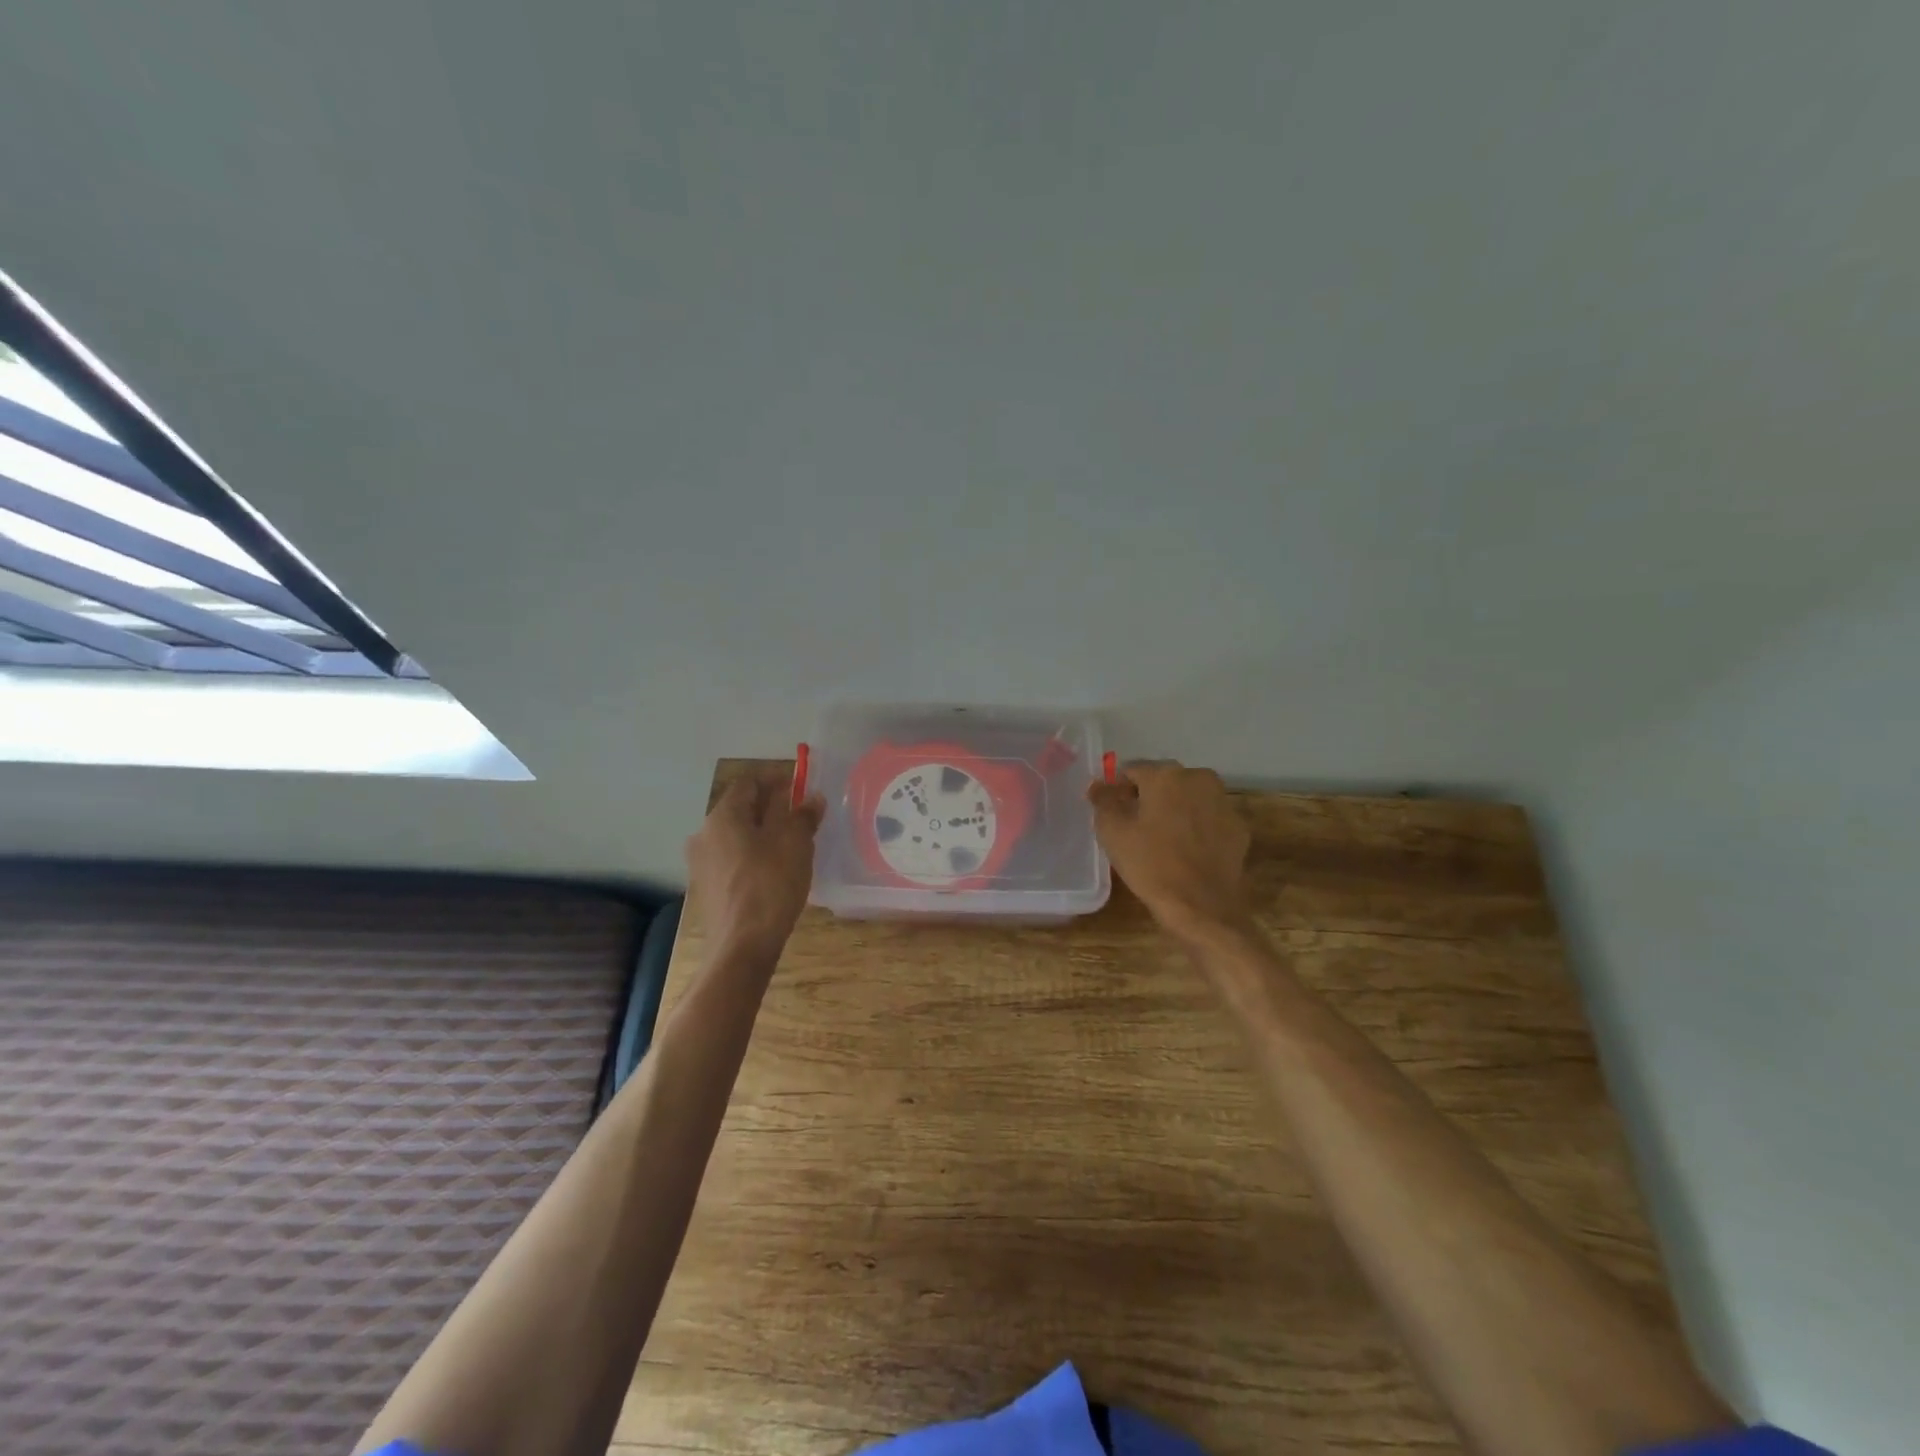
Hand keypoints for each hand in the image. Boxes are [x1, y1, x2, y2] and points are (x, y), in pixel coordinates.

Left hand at [685, 770, 824, 962]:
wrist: (742, 946)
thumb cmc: (770, 884)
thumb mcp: (796, 844)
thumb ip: (803, 815)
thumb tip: (812, 798)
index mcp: (723, 816)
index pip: (748, 783)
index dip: (776, 780)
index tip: (800, 788)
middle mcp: (704, 833)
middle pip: (740, 809)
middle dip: (770, 808)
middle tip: (800, 816)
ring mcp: (700, 863)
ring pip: (735, 836)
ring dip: (761, 833)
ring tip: (791, 844)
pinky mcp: (706, 888)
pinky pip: (731, 860)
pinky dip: (752, 856)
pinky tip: (773, 870)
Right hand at [1088, 761, 1253, 944]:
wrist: (1202, 907)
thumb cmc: (1151, 864)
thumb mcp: (1113, 831)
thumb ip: (1103, 800)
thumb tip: (1098, 784)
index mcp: (1166, 774)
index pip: (1132, 771)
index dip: (1117, 790)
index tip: (1111, 812)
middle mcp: (1199, 778)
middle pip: (1163, 781)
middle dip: (1148, 797)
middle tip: (1134, 826)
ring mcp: (1224, 802)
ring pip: (1188, 798)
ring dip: (1173, 809)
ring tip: (1161, 839)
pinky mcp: (1238, 828)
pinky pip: (1208, 818)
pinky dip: (1196, 827)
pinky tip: (1186, 851)